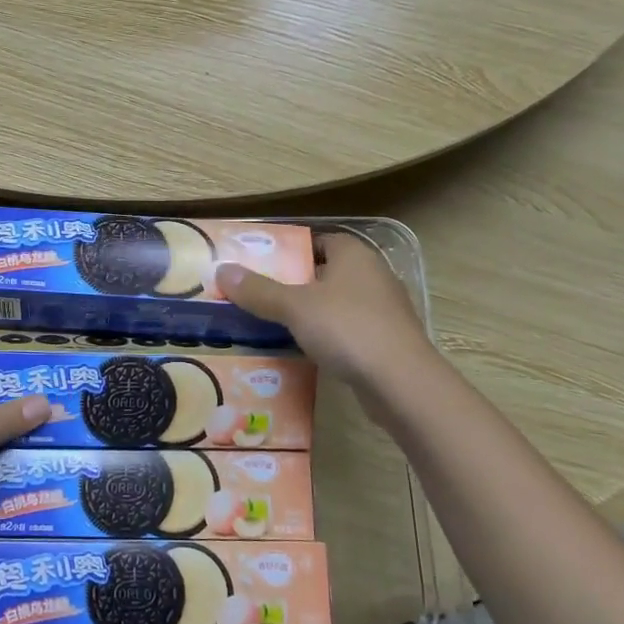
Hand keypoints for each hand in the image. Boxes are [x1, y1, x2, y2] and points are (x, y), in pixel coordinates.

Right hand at [217, 232, 432, 388]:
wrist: (401, 383)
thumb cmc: (347, 329)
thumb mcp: (294, 307)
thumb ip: (258, 290)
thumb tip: (222, 269)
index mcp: (354, 254)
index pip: (318, 240)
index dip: (290, 251)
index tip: (260, 264)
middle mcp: (373, 275)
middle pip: (325, 272)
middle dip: (294, 283)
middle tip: (258, 294)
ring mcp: (384, 309)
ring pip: (336, 303)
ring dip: (310, 312)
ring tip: (273, 323)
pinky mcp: (387, 340)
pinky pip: (348, 329)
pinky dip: (327, 336)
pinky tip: (304, 349)